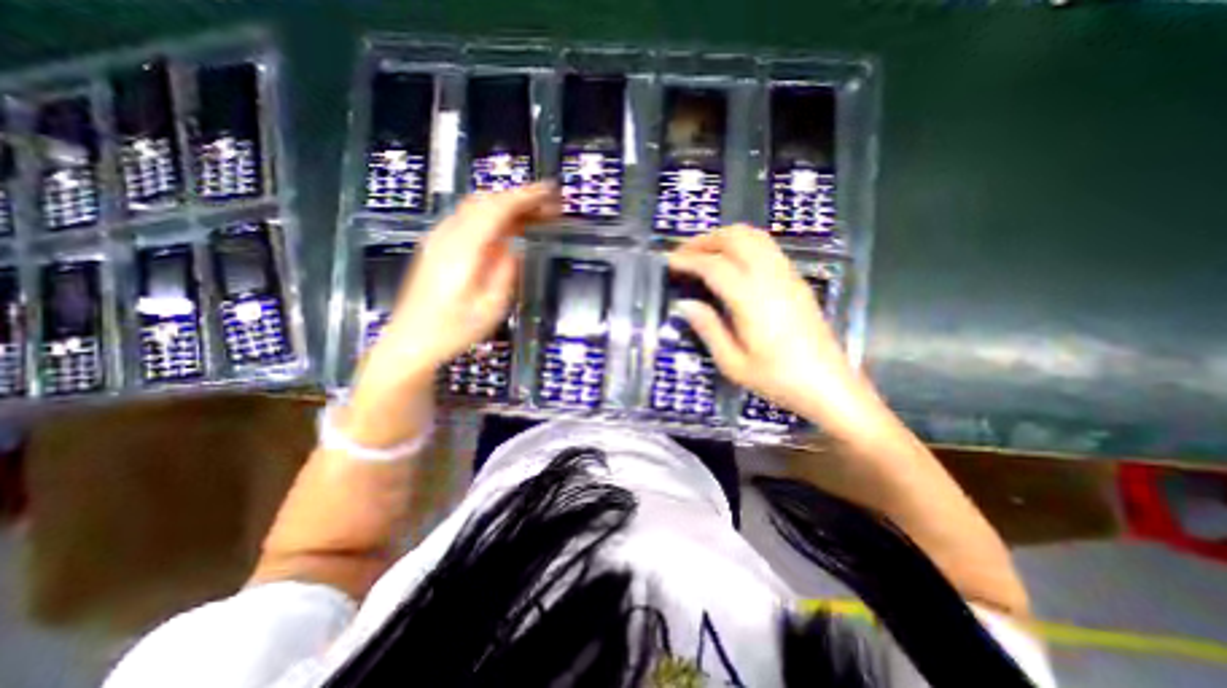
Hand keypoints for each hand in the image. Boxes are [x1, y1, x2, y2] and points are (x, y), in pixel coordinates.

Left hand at [347, 181, 561, 439]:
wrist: (410, 341)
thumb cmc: (454, 330)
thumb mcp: (491, 307)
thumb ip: (505, 271)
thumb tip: (515, 247)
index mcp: (463, 249)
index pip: (497, 209)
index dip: (525, 197)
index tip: (551, 192)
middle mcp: (448, 235)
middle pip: (486, 201)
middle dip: (520, 198)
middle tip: (549, 206)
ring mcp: (439, 238)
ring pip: (475, 207)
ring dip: (507, 205)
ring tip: (535, 214)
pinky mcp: (437, 246)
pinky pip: (468, 218)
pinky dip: (493, 215)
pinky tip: (508, 227)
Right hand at [670, 226, 859, 422]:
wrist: (828, 385)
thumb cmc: (778, 380)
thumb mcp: (733, 363)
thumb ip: (708, 329)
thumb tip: (686, 304)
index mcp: (751, 300)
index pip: (715, 266)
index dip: (689, 260)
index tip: (669, 262)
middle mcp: (771, 278)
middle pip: (736, 238)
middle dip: (705, 240)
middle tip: (683, 254)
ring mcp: (787, 275)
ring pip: (754, 237)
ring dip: (725, 237)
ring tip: (704, 253)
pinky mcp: (796, 280)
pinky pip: (767, 247)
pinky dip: (743, 243)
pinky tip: (732, 262)